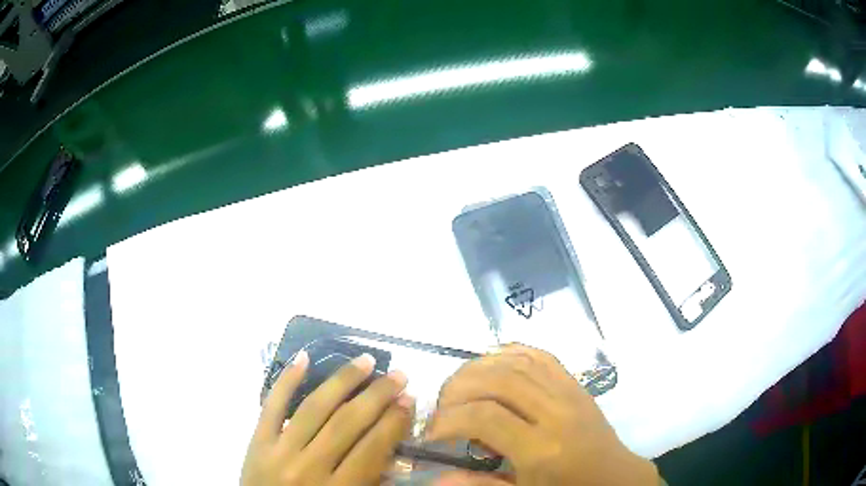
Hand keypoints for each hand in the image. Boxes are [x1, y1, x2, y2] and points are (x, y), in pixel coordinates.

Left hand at [242, 351, 414, 485]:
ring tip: (365, 361)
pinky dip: (286, 380)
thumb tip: (392, 444)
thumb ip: (371, 480)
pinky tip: (304, 357)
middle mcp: (309, 467)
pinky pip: (271, 405)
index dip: (394, 422)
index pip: (372, 448)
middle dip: (377, 396)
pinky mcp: (257, 441)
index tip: (409, 400)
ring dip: (342, 381)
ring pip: (314, 407)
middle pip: (347, 423)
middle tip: (398, 375)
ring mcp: (279, 450)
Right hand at [427, 345, 657, 485]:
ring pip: (517, 361)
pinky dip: (509, 353)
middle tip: (441, 408)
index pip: (484, 416)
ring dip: (478, 368)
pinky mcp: (575, 383)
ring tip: (458, 387)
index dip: (448, 420)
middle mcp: (556, 412)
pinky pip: (540, 355)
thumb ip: (478, 484)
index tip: (430, 433)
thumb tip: (435, 477)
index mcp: (542, 449)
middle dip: (457, 389)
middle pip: (498, 380)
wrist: (614, 477)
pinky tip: (490, 365)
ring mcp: (569, 392)